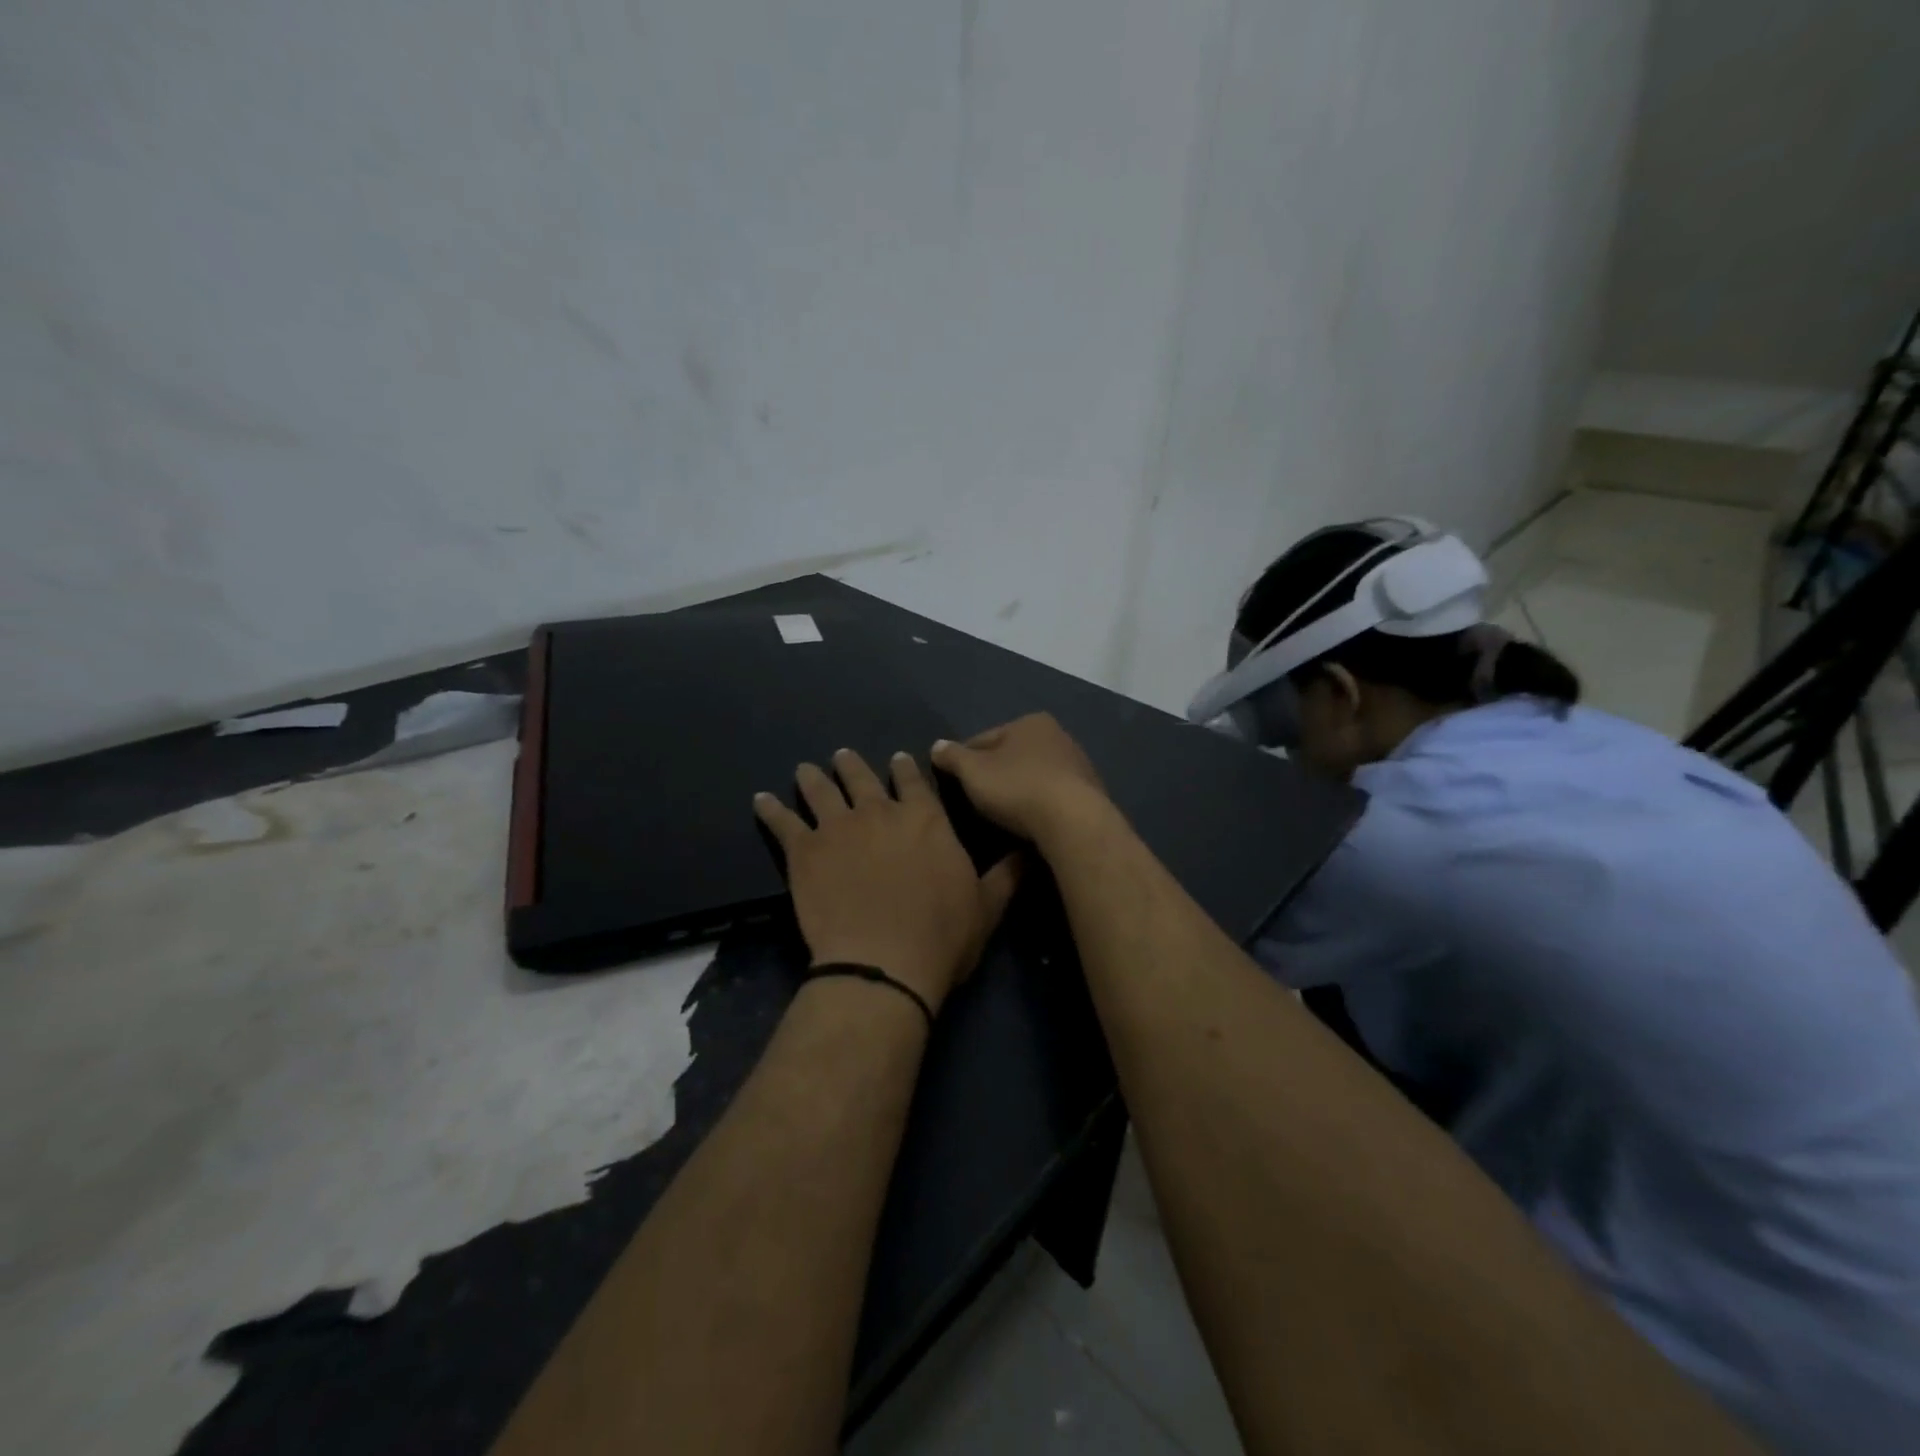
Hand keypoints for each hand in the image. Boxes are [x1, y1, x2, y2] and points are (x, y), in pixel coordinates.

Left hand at [755, 749, 1021, 1014]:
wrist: (883, 962)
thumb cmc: (941, 936)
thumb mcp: (987, 907)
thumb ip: (1006, 875)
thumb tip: (1029, 850)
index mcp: (926, 819)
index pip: (915, 781)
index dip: (906, 768)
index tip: (898, 758)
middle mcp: (881, 811)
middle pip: (863, 777)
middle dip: (853, 765)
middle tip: (843, 756)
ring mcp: (839, 827)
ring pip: (822, 790)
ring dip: (813, 778)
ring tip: (806, 769)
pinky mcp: (804, 850)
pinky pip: (782, 822)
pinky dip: (770, 809)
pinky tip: (761, 800)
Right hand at [930, 714, 1110, 844]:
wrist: (1074, 821)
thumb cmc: (1018, 788)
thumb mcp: (973, 772)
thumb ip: (953, 757)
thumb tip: (937, 746)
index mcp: (1030, 722)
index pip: (985, 738)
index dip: (964, 759)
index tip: (953, 780)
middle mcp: (1059, 735)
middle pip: (1013, 755)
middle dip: (996, 773)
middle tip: (977, 799)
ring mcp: (1079, 764)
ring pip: (1035, 775)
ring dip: (1020, 789)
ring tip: (1003, 814)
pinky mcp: (1091, 792)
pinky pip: (1054, 795)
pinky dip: (1040, 804)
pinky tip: (1031, 821)